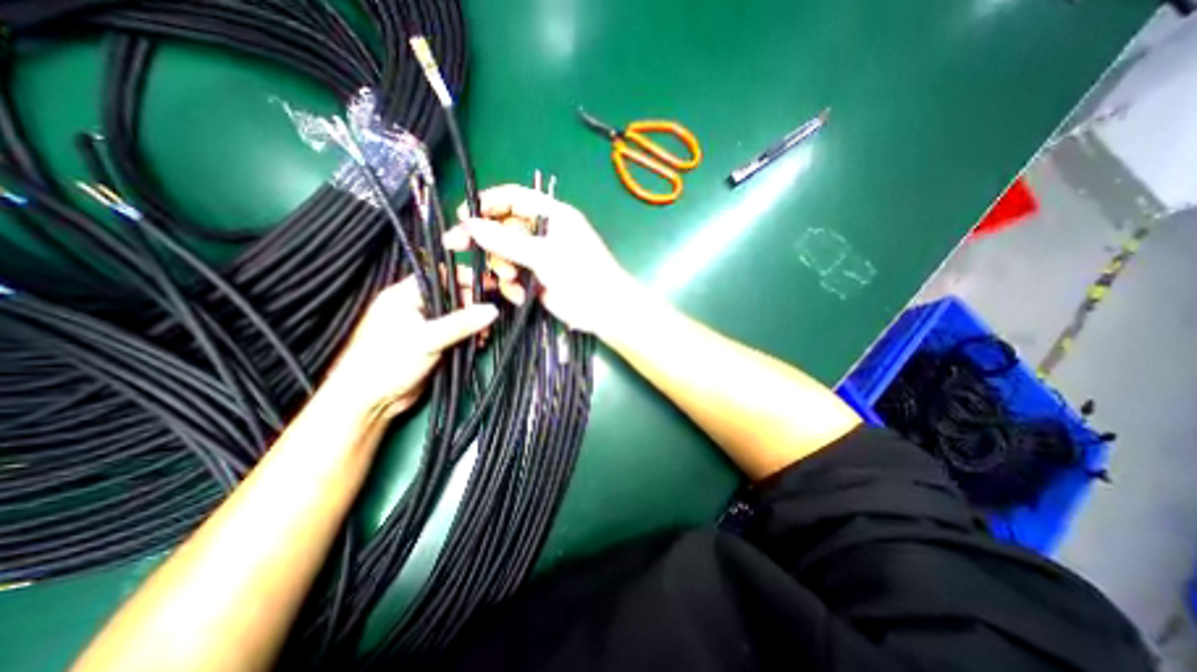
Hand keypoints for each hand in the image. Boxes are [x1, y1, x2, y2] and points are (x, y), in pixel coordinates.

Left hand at [319, 264, 497, 413]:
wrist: (370, 401)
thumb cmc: (387, 362)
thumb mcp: (427, 339)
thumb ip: (461, 323)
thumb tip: (491, 310)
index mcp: (405, 296)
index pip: (441, 276)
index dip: (466, 278)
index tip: (488, 286)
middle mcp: (415, 307)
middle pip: (453, 296)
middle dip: (473, 305)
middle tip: (488, 316)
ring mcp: (424, 326)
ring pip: (457, 316)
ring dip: (474, 323)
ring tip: (484, 334)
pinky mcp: (432, 343)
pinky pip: (456, 333)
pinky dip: (469, 336)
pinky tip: (478, 342)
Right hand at [452, 183, 633, 332]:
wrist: (604, 311)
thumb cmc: (582, 275)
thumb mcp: (544, 255)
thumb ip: (507, 241)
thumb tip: (470, 224)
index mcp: (552, 215)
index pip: (514, 198)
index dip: (487, 204)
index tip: (463, 215)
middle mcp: (544, 233)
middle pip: (504, 227)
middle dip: (486, 239)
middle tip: (456, 245)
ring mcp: (540, 257)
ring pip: (505, 253)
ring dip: (501, 266)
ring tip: (509, 279)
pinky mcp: (537, 278)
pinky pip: (513, 275)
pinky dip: (512, 285)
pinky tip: (520, 295)